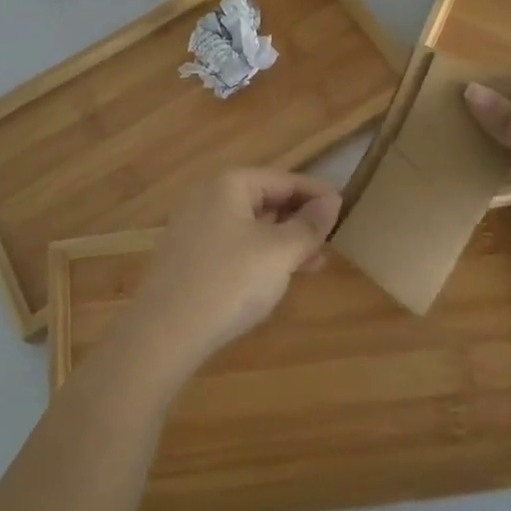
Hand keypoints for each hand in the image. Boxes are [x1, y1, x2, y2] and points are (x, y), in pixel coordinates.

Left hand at [124, 168, 341, 376]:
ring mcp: (194, 224)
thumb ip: (308, 226)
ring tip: (315, 262)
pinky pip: (233, 241)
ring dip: (283, 239)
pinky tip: (277, 275)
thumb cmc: (229, 282)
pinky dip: (259, 252)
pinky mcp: (187, 253)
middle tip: (333, 237)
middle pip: (264, 197)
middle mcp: (208, 194)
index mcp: (229, 183)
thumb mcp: (279, 253)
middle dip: (299, 218)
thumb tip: (332, 201)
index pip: (283, 178)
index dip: (316, 193)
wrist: (164, 332)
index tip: (346, 206)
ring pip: (249, 223)